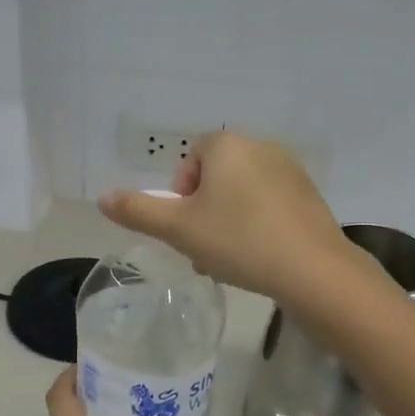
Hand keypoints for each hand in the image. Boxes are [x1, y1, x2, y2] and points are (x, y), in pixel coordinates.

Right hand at [98, 132, 355, 303]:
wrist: (312, 269)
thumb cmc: (238, 242)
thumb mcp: (178, 229)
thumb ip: (138, 211)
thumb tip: (102, 198)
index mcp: (228, 145)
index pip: (192, 158)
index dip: (181, 193)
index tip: (184, 226)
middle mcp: (261, 147)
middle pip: (218, 177)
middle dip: (204, 212)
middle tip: (203, 249)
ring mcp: (290, 171)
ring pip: (243, 194)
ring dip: (228, 222)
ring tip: (229, 261)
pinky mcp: (310, 196)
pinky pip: (270, 204)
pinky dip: (257, 225)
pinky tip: (258, 258)